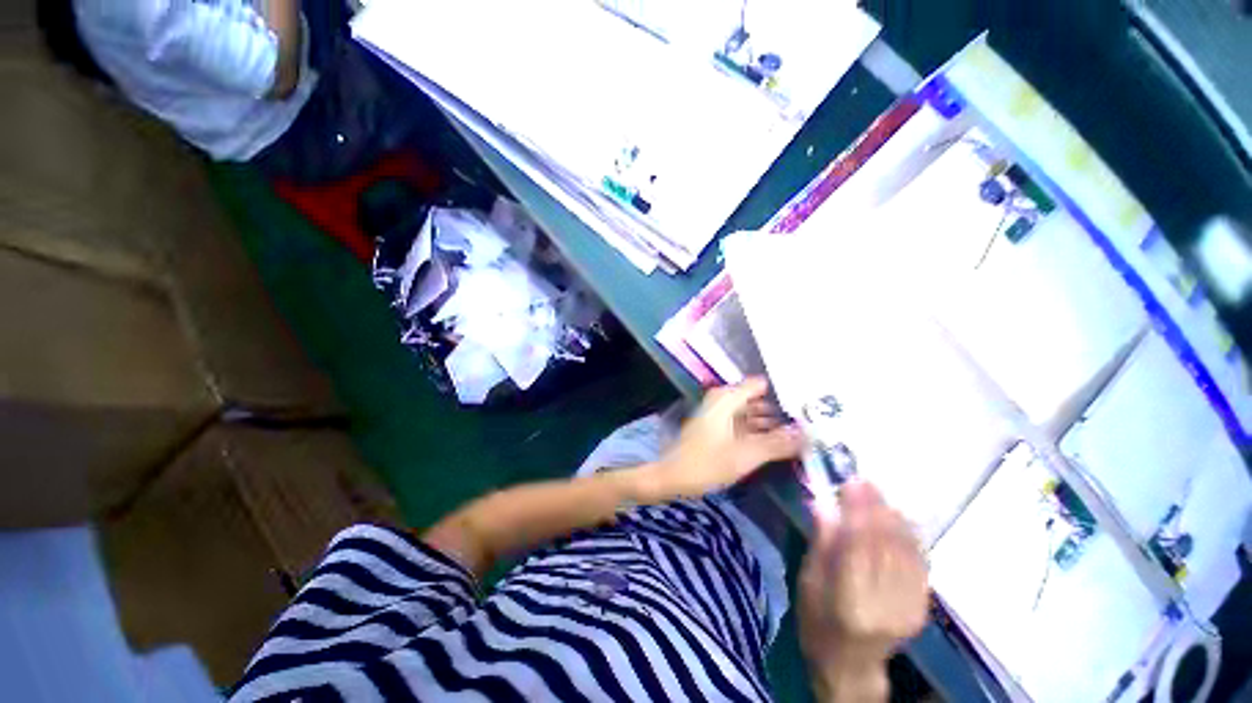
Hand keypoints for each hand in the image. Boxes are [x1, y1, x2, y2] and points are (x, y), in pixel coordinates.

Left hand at [648, 377, 803, 500]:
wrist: (673, 478)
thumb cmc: (706, 462)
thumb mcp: (746, 454)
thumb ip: (779, 443)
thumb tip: (812, 434)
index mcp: (727, 398)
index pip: (762, 385)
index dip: (785, 392)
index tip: (811, 404)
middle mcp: (725, 401)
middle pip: (761, 401)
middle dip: (784, 412)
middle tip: (816, 423)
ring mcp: (722, 416)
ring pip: (755, 415)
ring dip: (775, 425)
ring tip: (807, 435)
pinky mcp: (721, 430)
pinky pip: (747, 426)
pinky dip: (763, 434)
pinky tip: (784, 445)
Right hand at [799, 481, 927, 702]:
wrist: (849, 664)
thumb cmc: (816, 620)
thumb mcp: (807, 581)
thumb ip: (821, 543)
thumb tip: (824, 503)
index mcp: (850, 602)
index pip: (859, 547)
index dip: (858, 511)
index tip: (852, 481)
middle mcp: (885, 605)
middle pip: (886, 546)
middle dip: (876, 508)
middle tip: (864, 480)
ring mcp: (910, 608)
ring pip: (906, 551)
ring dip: (893, 517)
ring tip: (878, 494)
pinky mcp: (922, 607)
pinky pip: (919, 563)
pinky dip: (909, 536)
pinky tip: (898, 517)